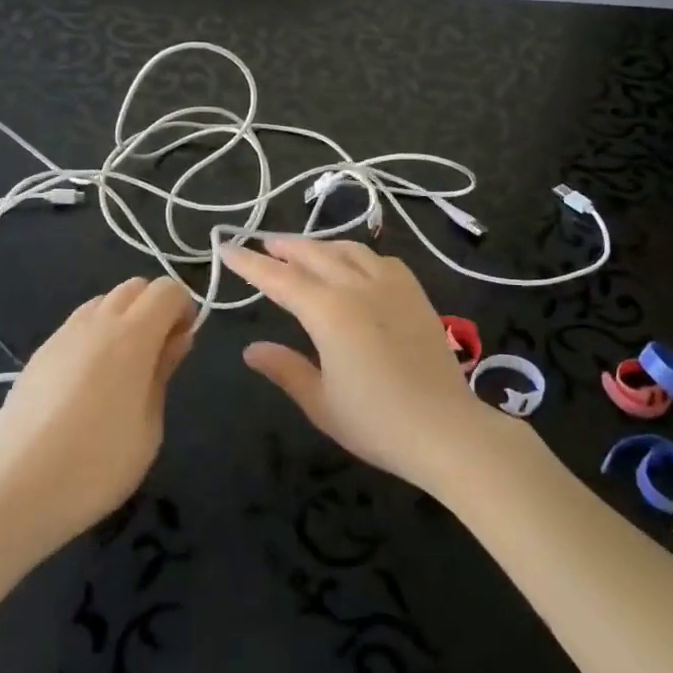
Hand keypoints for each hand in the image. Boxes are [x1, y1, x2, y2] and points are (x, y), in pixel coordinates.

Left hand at [0, 277, 195, 556]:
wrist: (14, 492)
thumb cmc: (97, 466)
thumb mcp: (149, 427)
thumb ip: (163, 372)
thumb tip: (177, 338)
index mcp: (131, 336)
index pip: (167, 289)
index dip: (183, 307)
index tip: (184, 342)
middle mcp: (96, 323)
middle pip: (134, 287)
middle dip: (154, 307)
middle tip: (159, 353)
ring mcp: (62, 336)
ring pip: (103, 301)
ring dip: (123, 317)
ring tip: (123, 367)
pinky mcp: (38, 355)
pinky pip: (77, 325)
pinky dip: (95, 334)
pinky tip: (90, 381)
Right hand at [223, 238, 510, 494]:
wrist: (446, 429)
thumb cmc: (376, 422)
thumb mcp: (320, 401)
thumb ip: (285, 368)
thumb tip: (251, 349)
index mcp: (329, 311)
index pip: (280, 279)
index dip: (251, 263)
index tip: (227, 247)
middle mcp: (358, 286)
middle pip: (315, 255)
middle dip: (286, 247)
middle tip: (264, 244)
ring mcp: (391, 286)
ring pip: (348, 250)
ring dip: (321, 246)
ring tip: (304, 250)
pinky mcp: (415, 293)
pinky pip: (380, 260)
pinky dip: (357, 255)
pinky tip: (356, 265)